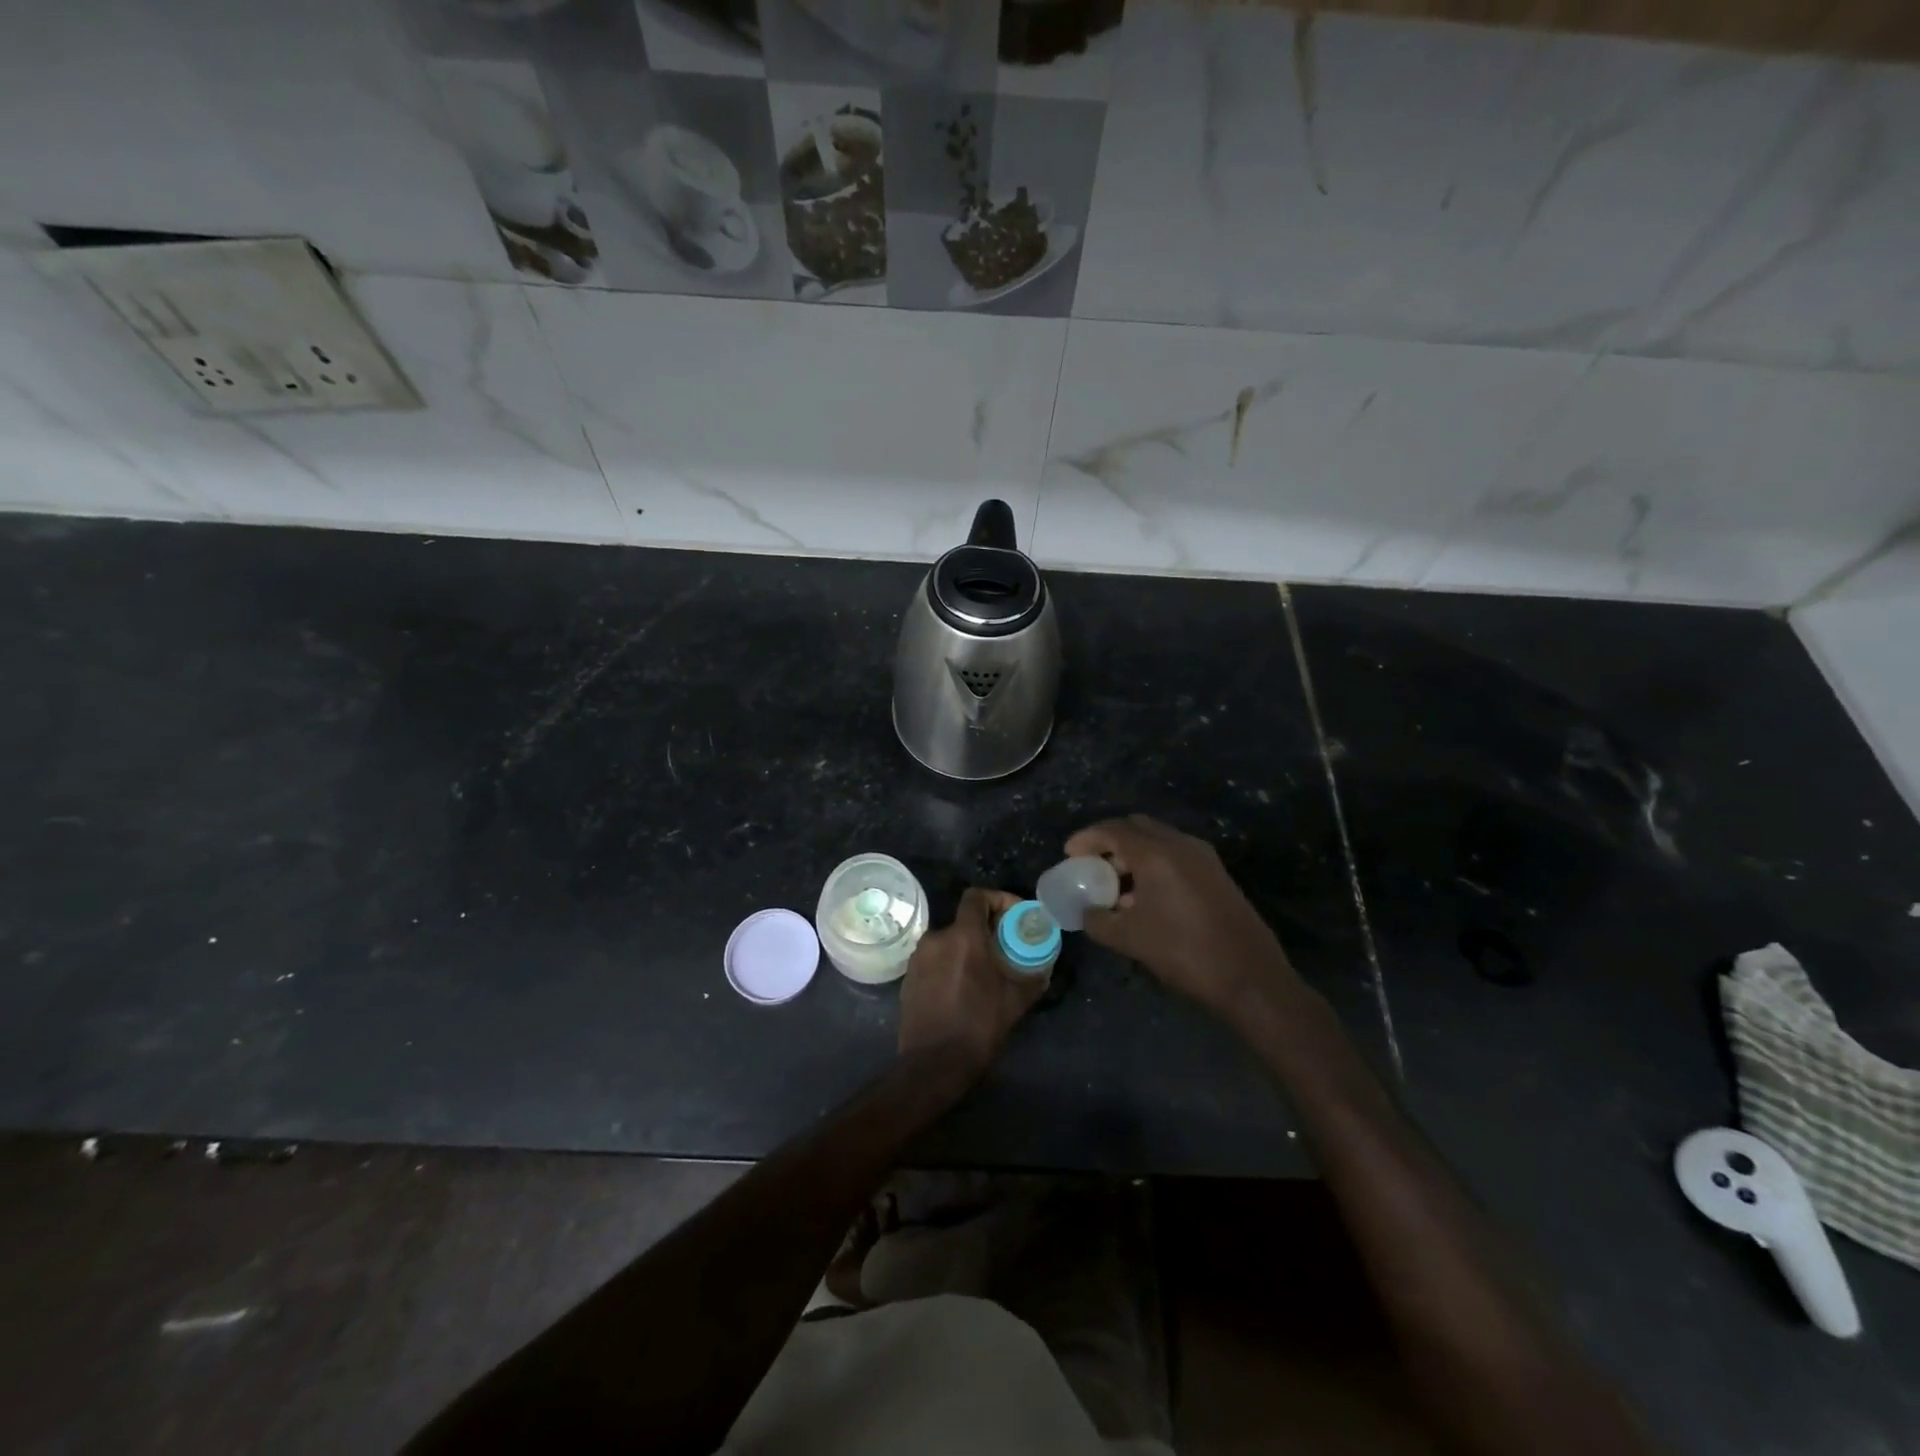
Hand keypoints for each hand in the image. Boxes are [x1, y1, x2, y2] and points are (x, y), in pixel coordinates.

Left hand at [899, 887, 1044, 1078]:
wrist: (933, 1063)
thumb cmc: (978, 1025)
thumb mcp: (1015, 1001)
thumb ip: (1033, 977)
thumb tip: (1044, 967)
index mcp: (963, 936)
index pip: (976, 896)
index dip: (997, 899)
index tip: (1013, 916)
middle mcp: (936, 938)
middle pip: (963, 921)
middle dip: (985, 930)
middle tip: (1004, 948)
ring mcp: (918, 958)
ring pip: (948, 941)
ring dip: (966, 949)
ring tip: (984, 972)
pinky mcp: (908, 978)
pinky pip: (934, 960)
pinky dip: (949, 965)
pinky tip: (962, 989)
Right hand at [1065, 814, 1299, 1017]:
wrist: (1250, 977)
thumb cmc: (1183, 952)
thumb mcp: (1129, 939)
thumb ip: (1098, 921)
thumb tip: (1087, 913)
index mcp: (1157, 853)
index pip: (1113, 830)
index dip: (1087, 838)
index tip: (1069, 853)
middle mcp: (1181, 845)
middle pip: (1137, 827)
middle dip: (1110, 840)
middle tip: (1091, 862)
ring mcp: (1203, 858)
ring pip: (1159, 840)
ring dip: (1133, 854)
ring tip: (1114, 883)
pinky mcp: (1216, 874)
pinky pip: (1176, 856)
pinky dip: (1154, 864)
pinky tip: (1144, 896)